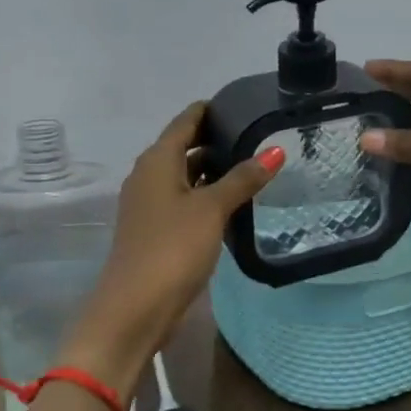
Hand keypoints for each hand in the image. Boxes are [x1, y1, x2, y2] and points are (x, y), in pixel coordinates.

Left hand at [61, 103, 284, 395]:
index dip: (210, 109)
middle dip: (216, 139)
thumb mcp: (211, 209)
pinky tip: (232, 201)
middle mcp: (148, 175)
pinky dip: (205, 194)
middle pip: (183, 146)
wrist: (135, 307)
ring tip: (252, 165)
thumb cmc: (172, 248)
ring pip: (184, 175)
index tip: (243, 104)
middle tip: (257, 135)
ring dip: (212, 169)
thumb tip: (275, 151)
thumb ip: (242, 178)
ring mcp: (150, 204)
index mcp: (156, 160)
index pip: (185, 121)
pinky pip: (183, 199)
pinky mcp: (156, 229)